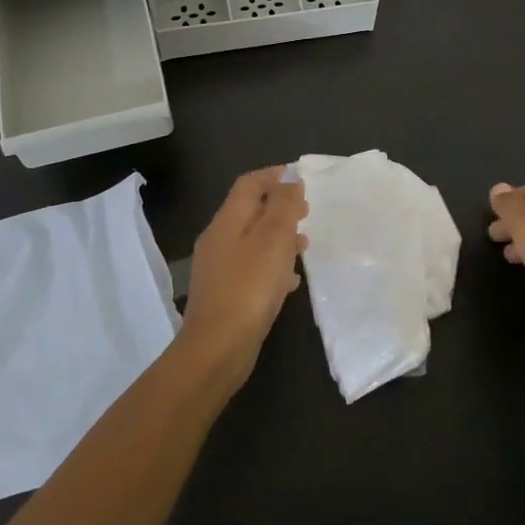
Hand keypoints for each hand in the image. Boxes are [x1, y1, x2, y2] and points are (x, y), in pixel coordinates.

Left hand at [179, 168, 307, 382]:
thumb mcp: (273, 238)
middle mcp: (218, 240)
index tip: (298, 178)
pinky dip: (273, 266)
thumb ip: (284, 206)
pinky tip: (291, 281)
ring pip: (253, 241)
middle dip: (279, 207)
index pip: (248, 185)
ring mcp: (219, 270)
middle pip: (250, 212)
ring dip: (278, 237)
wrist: (218, 348)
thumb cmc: (249, 286)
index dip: (272, 176)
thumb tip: (290, 181)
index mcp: (227, 221)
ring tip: (304, 245)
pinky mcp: (225, 295)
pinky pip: (252, 269)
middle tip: (306, 210)